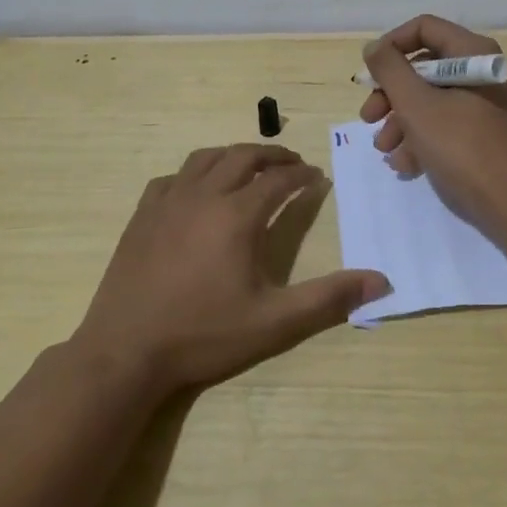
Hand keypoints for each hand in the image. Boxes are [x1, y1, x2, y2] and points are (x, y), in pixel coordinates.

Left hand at [71, 144, 388, 395]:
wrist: (125, 352)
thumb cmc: (203, 335)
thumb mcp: (275, 322)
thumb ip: (329, 298)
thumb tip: (381, 281)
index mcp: (237, 215)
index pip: (279, 180)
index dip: (302, 175)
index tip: (317, 177)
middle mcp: (202, 196)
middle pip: (242, 157)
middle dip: (272, 155)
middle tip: (291, 163)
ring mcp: (167, 203)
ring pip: (204, 159)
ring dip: (233, 156)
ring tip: (249, 167)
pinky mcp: (141, 217)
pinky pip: (171, 179)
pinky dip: (193, 174)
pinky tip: (196, 191)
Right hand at [359, 15, 506, 239]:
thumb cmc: (464, 148)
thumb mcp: (418, 106)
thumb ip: (390, 71)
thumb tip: (374, 47)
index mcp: (473, 54)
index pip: (424, 29)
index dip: (391, 46)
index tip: (369, 75)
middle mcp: (481, 72)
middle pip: (423, 67)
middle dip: (391, 94)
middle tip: (369, 118)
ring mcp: (484, 105)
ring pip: (430, 100)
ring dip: (401, 122)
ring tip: (385, 150)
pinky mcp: (483, 135)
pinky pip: (445, 125)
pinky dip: (421, 140)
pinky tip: (405, 165)